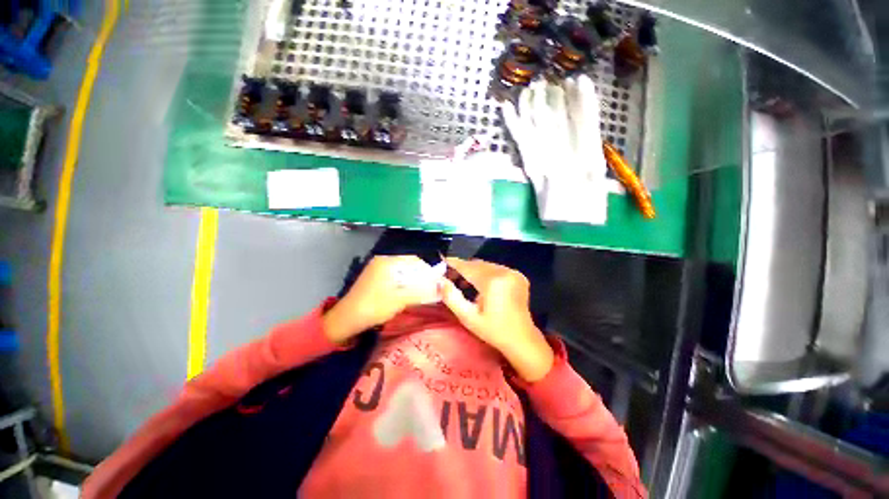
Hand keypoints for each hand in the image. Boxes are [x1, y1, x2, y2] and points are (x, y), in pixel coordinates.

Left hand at [323, 256, 439, 343]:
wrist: (346, 320)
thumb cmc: (372, 308)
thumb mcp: (399, 300)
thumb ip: (421, 292)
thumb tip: (443, 288)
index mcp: (387, 262)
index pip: (415, 261)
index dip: (430, 270)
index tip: (441, 282)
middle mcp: (383, 262)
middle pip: (411, 265)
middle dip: (424, 276)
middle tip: (436, 288)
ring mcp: (380, 270)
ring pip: (406, 272)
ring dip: (417, 280)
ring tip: (428, 291)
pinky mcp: (378, 279)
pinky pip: (399, 277)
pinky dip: (408, 284)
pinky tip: (414, 293)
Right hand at [438, 258, 553, 381]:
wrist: (522, 339)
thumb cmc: (493, 331)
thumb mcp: (468, 318)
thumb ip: (451, 298)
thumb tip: (440, 281)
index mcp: (493, 282)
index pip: (468, 267)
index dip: (454, 264)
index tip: (442, 262)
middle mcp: (504, 272)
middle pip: (477, 264)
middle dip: (463, 268)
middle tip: (450, 276)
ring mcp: (513, 272)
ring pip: (486, 265)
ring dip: (474, 271)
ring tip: (463, 282)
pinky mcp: (518, 276)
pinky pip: (496, 269)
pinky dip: (485, 273)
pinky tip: (480, 285)